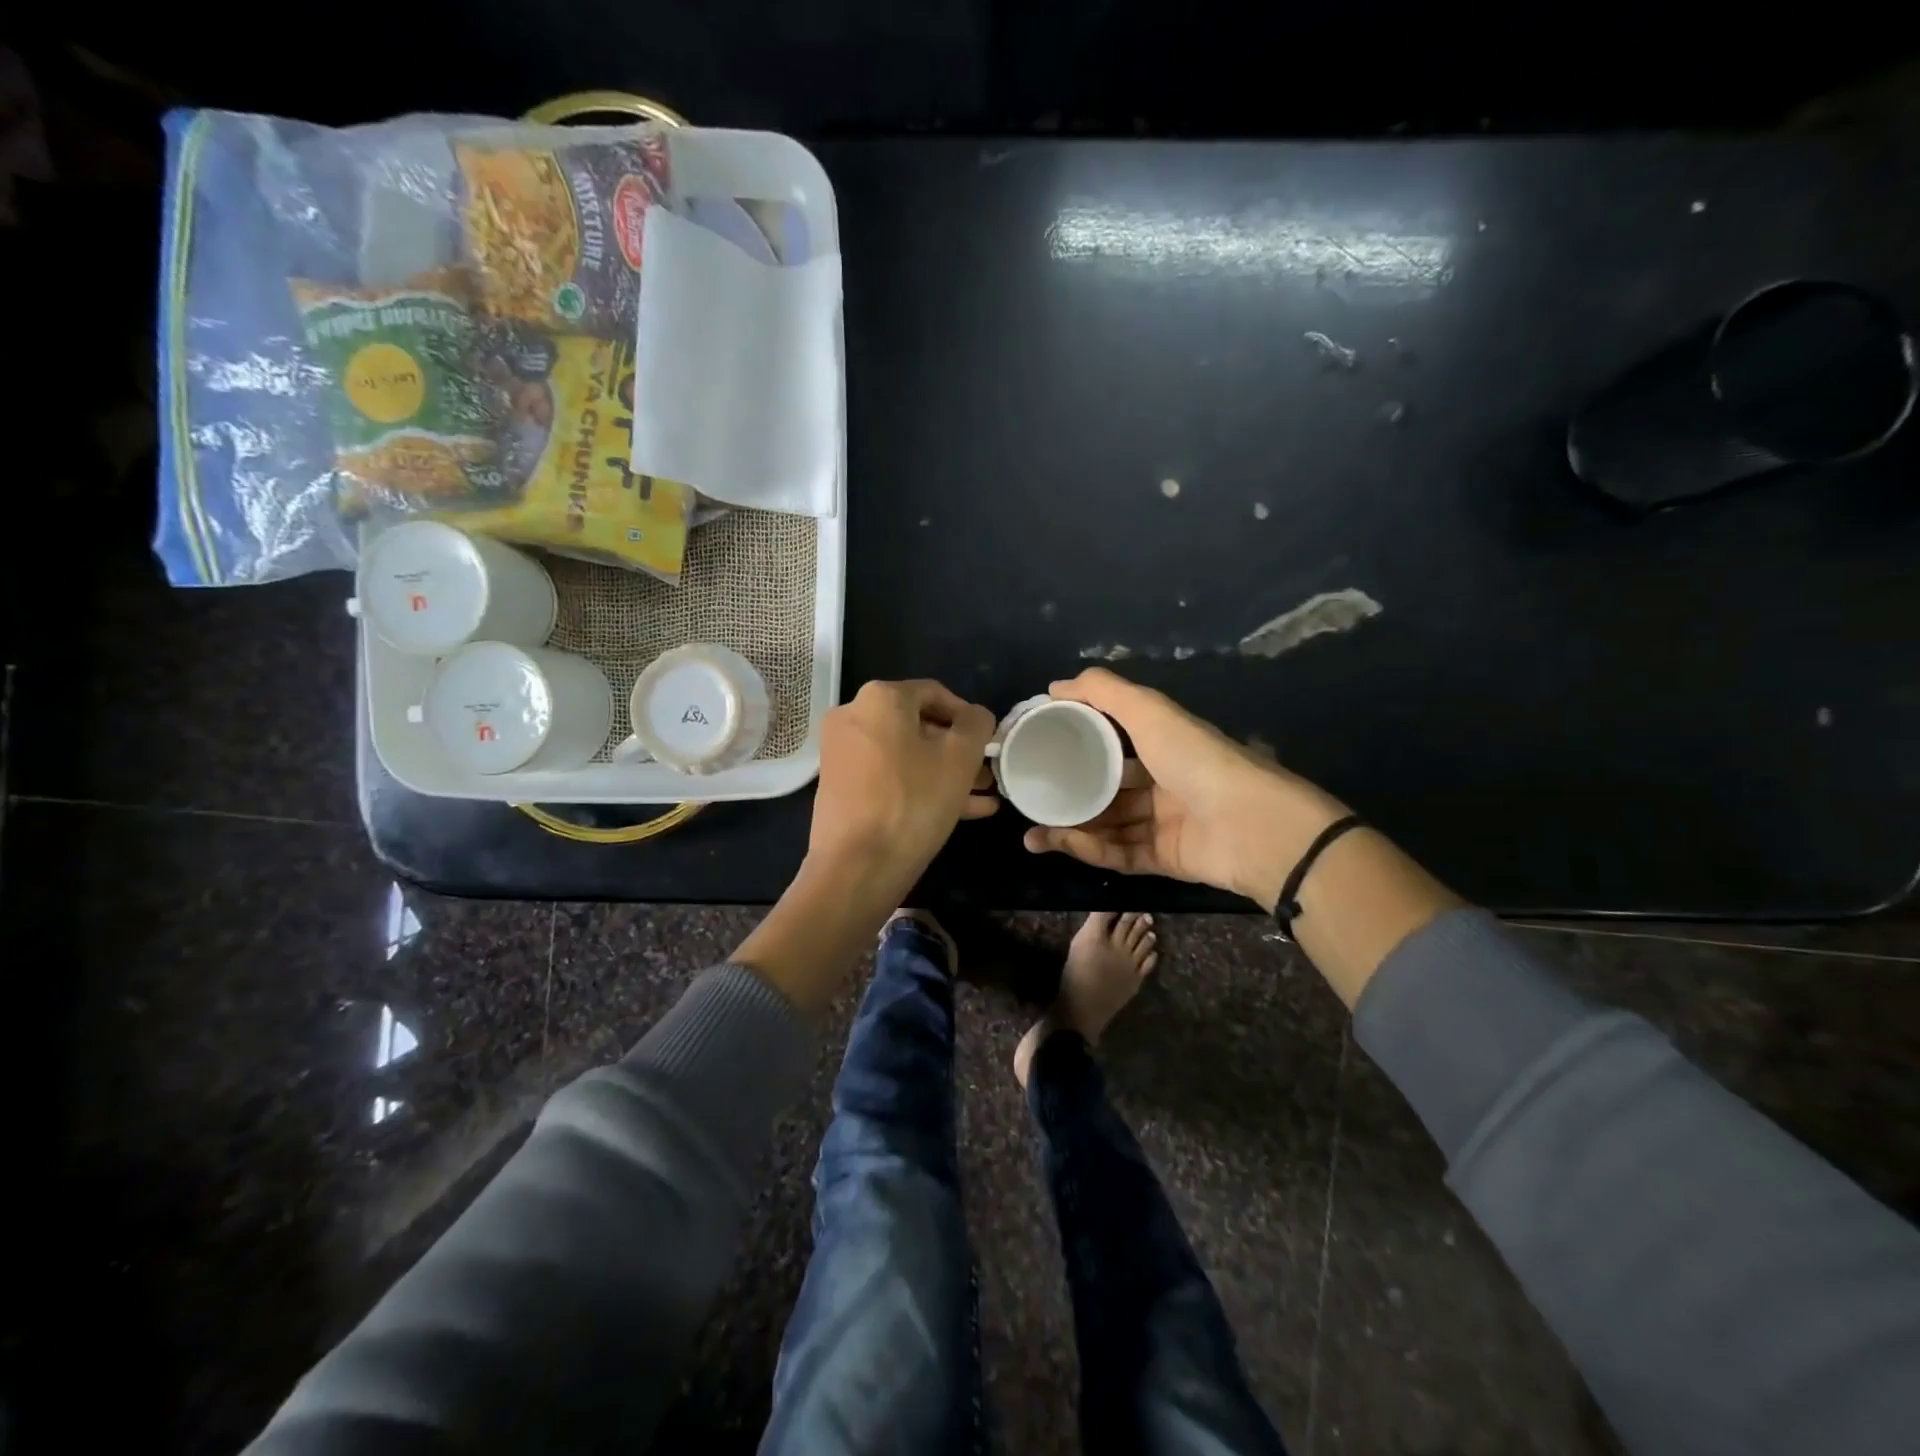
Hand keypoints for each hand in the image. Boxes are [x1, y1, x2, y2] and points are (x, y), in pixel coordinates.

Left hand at [808, 679, 997, 901]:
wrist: (856, 866)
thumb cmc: (914, 801)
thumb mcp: (960, 757)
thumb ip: (977, 724)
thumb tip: (976, 716)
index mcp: (880, 698)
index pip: (936, 694)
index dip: (968, 718)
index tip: (989, 745)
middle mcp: (853, 716)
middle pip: (919, 726)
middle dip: (958, 751)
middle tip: (986, 776)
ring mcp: (842, 752)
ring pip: (906, 755)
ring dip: (944, 772)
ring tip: (981, 797)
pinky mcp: (840, 785)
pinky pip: (888, 776)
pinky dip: (919, 786)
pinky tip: (959, 812)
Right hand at [1022, 668, 1348, 908]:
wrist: (1253, 825)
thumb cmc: (1197, 759)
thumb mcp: (1150, 712)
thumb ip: (1104, 692)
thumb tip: (1055, 685)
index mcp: (1162, 746)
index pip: (1112, 743)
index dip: (1077, 745)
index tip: (1039, 749)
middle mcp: (1162, 783)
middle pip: (1105, 791)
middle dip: (1066, 796)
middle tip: (1028, 801)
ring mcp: (1164, 824)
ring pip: (1107, 826)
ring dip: (1069, 829)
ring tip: (1032, 833)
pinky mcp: (1164, 860)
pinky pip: (1119, 854)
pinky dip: (1089, 850)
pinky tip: (1059, 844)